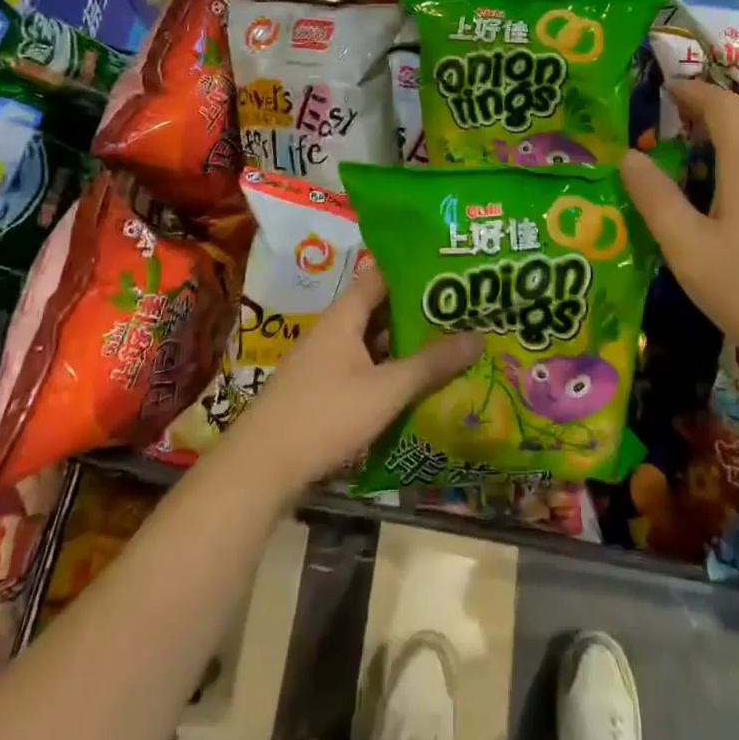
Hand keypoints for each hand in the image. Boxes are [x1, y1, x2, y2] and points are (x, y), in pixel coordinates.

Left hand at [221, 262, 480, 494]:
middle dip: (418, 309)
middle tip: (462, 309)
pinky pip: (364, 370)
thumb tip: (479, 335)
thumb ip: (431, 364)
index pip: (381, 276)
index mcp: (343, 317)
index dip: (413, 268)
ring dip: (405, 343)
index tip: (450, 268)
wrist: (259, 471)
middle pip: (379, 310)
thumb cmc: (323, 417)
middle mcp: (333, 332)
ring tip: (449, 342)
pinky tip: (417, 384)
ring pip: (373, 343)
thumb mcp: (385, 391)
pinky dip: (390, 371)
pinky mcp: (323, 393)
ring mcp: (325, 364)